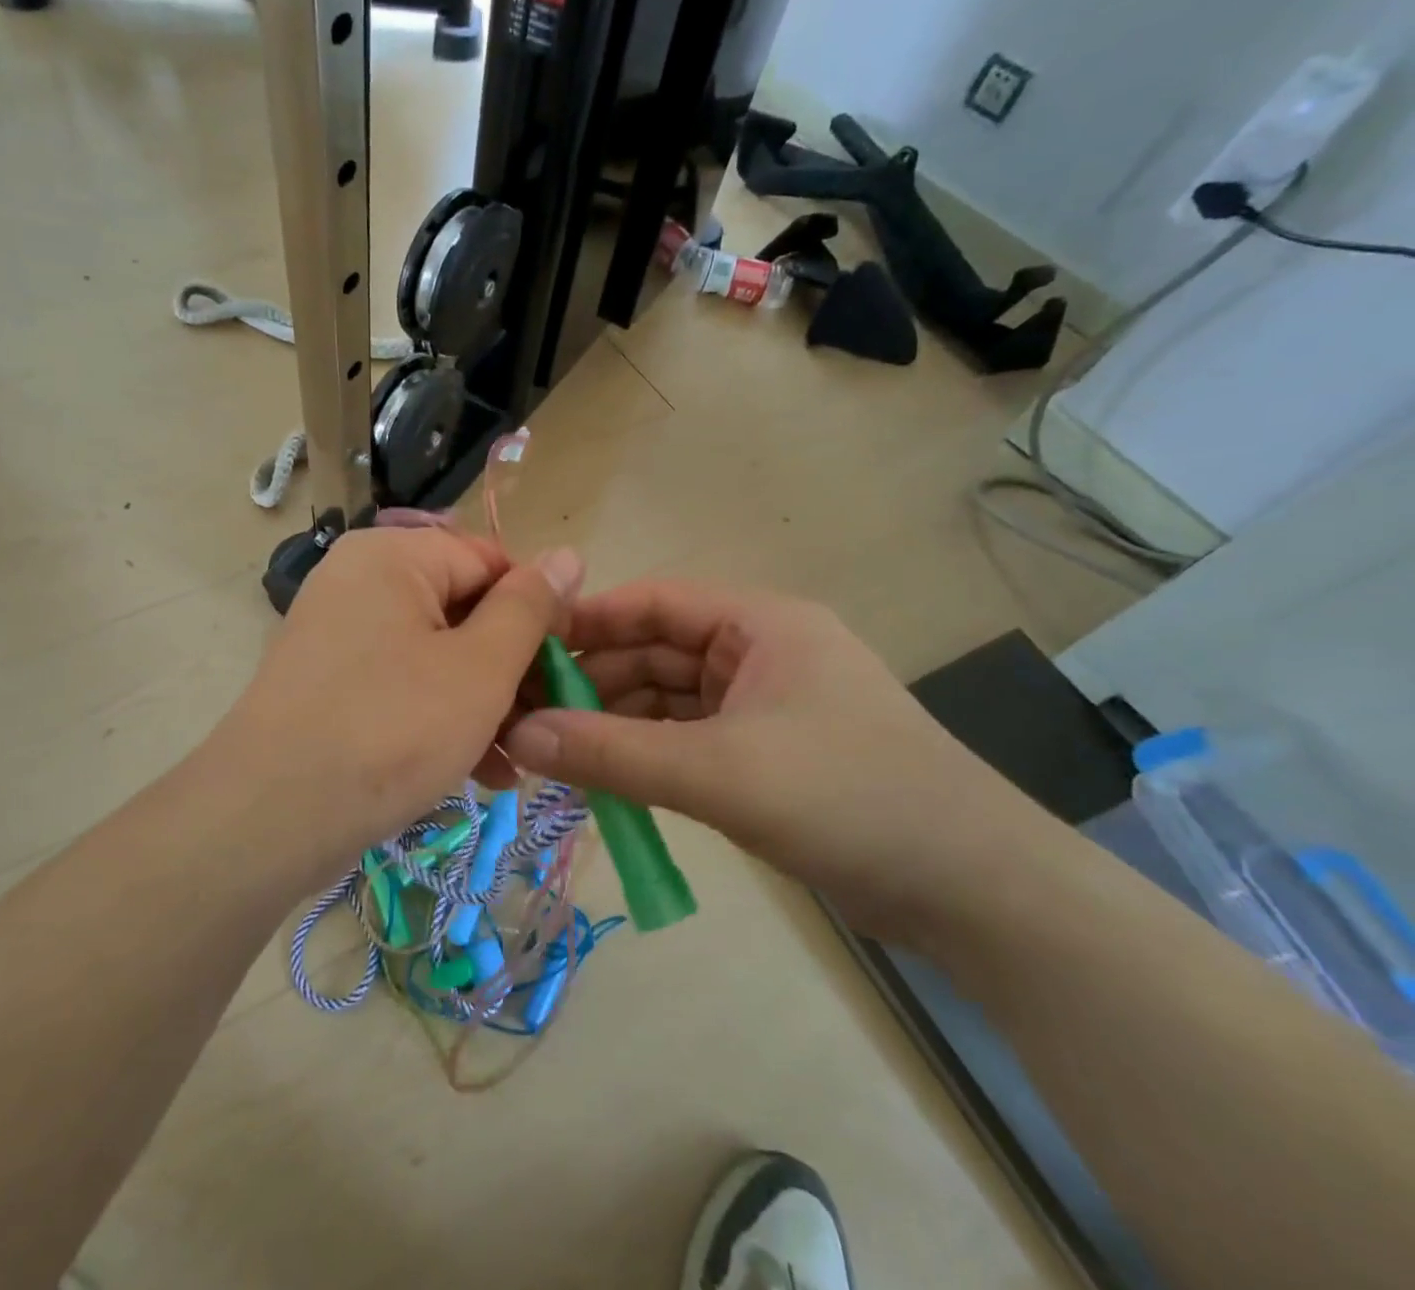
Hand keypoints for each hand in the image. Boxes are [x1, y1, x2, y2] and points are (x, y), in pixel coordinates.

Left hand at [216, 527, 581, 860]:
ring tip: (518, 760)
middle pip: (463, 610)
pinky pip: (403, 683)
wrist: (268, 818)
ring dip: (483, 704)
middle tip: (544, 725)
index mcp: (393, 556)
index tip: (567, 670)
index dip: (537, 612)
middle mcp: (360, 580)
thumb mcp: (480, 668)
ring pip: (437, 655)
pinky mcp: (330, 681)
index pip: (491, 562)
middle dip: (510, 671)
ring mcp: (339, 632)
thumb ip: (529, 607)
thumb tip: (567, 555)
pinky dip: (441, 717)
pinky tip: (481, 771)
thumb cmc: (391, 729)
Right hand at [504, 579, 1044, 942]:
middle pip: (656, 653)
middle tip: (527, 715)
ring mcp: (766, 706)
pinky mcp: (770, 755)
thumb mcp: (718, 772)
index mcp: (759, 624)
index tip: (523, 649)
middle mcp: (760, 653)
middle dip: (594, 682)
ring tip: (555, 753)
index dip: (587, 622)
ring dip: (617, 723)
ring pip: (669, 701)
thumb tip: (519, 736)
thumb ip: (613, 754)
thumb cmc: (847, 799)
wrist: (975, 892)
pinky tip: (606, 779)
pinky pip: (689, 740)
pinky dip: (648, 755)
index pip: (653, 604)